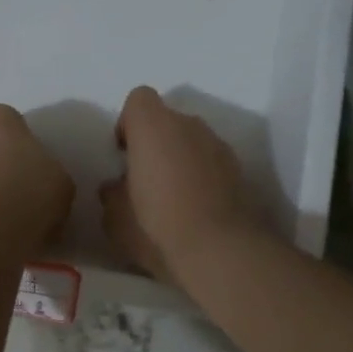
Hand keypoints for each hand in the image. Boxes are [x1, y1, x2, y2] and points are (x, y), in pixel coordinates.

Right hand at [100, 86, 266, 286]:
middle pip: (168, 120)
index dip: (128, 123)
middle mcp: (189, 125)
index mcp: (153, 127)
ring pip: (192, 141)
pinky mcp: (240, 171)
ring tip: (173, 197)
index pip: (138, 99)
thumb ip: (112, 194)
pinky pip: (212, 163)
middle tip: (146, 179)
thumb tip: (116, 187)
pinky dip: (203, 176)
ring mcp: (219, 146)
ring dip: (181, 159)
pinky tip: (196, 208)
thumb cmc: (155, 226)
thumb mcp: (115, 218)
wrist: (219, 251)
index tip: (124, 154)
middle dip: (156, 143)